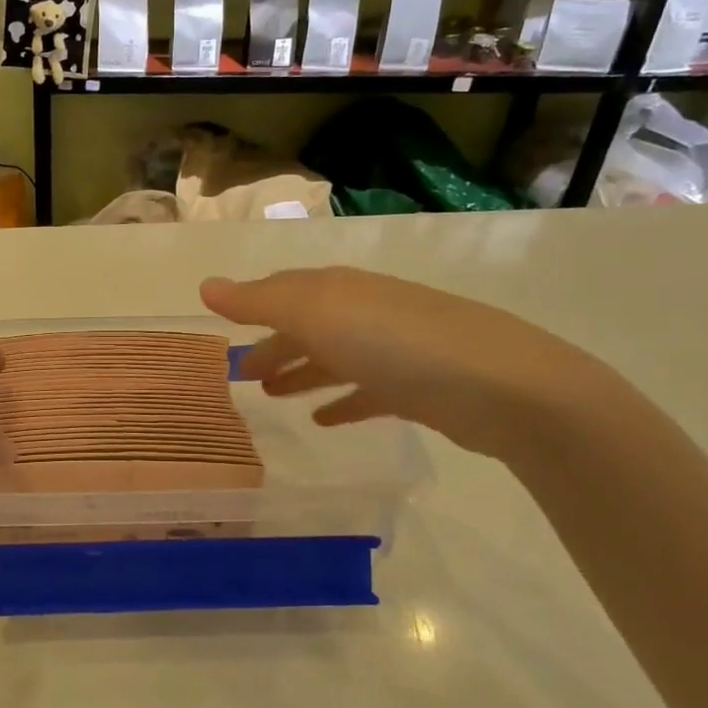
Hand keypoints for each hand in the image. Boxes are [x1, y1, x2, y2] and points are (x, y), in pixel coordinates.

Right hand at [201, 267, 607, 459]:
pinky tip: (322, 420)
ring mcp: (393, 350)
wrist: (501, 387)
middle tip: (242, 375)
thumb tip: (205, 286)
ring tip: (271, 398)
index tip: (224, 328)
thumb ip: (259, 302)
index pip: (284, 291)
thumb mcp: (316, 314)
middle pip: (307, 326)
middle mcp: (364, 312)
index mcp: (337, 291)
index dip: (252, 306)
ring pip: (334, 359)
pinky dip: (341, 402)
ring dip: (301, 373)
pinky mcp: (416, 388)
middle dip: (273, 346)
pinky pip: (365, 392)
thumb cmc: (394, 343)